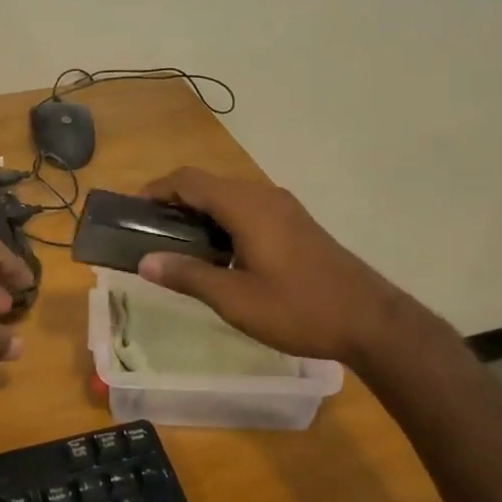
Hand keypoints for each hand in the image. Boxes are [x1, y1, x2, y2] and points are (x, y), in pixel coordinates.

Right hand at [137, 168, 415, 364]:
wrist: (371, 320)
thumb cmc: (299, 308)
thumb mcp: (236, 299)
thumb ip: (188, 276)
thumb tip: (145, 262)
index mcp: (245, 205)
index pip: (188, 180)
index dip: (156, 189)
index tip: (131, 210)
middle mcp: (263, 195)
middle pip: (207, 183)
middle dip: (174, 200)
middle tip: (149, 231)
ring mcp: (283, 207)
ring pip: (229, 196)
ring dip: (199, 211)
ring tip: (177, 244)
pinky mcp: (296, 223)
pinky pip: (248, 208)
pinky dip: (223, 219)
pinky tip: (219, 253)